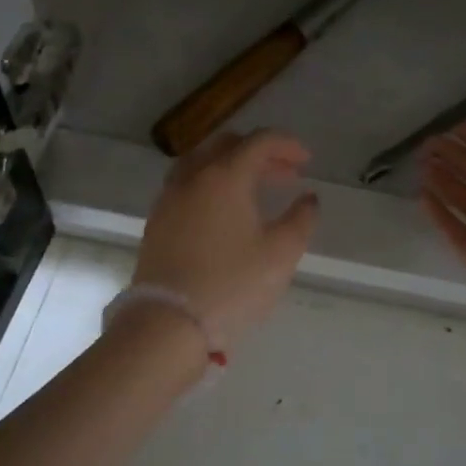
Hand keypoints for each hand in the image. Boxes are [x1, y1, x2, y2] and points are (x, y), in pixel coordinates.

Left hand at [133, 129, 319, 350]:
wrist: (167, 323)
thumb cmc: (231, 285)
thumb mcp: (280, 254)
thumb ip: (301, 220)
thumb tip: (308, 199)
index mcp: (226, 175)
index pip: (259, 141)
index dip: (287, 145)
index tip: (306, 161)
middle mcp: (194, 176)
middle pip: (228, 145)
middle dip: (260, 153)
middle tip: (285, 173)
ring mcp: (170, 197)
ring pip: (202, 162)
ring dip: (232, 166)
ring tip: (254, 189)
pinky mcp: (157, 220)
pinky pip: (187, 184)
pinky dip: (210, 183)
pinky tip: (223, 211)